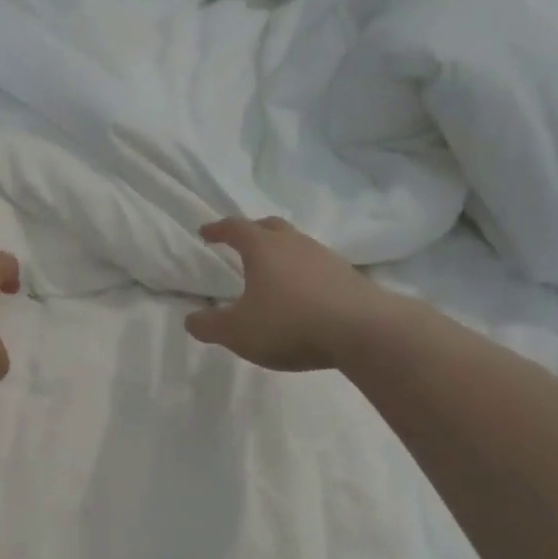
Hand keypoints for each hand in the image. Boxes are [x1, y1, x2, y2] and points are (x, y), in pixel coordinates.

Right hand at [185, 217, 397, 371]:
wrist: (366, 332)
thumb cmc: (291, 323)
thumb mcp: (237, 332)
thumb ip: (209, 325)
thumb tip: (191, 320)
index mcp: (263, 248)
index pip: (235, 228)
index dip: (218, 229)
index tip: (205, 233)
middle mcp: (294, 244)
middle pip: (270, 226)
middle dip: (252, 231)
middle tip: (241, 243)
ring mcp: (326, 258)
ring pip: (297, 244)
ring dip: (282, 252)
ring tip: (273, 271)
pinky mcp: (349, 277)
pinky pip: (318, 266)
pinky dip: (304, 273)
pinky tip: (303, 293)